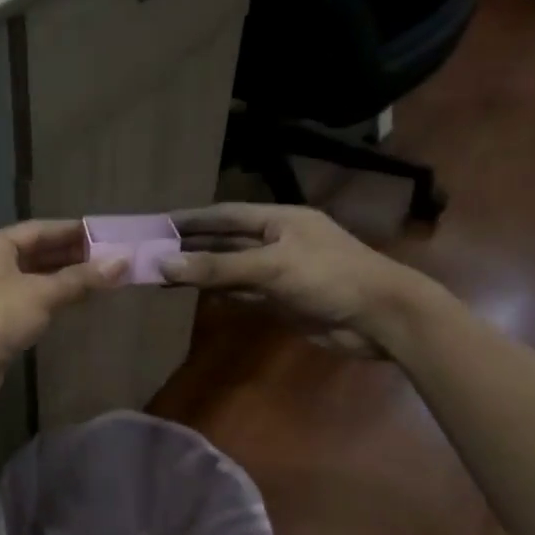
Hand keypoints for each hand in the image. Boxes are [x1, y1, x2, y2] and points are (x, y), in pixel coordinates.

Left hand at [0, 222, 127, 406]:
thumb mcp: (42, 293)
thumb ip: (81, 278)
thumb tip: (123, 261)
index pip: (39, 229)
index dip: (73, 231)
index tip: (106, 234)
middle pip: (36, 252)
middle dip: (72, 256)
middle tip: (110, 258)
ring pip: (33, 278)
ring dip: (64, 279)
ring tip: (101, 279)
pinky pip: (29, 300)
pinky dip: (52, 299)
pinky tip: (75, 302)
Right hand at [160, 203, 435, 355]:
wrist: (382, 319)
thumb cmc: (330, 278)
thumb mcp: (270, 267)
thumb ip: (218, 268)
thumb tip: (164, 265)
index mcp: (279, 220)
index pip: (226, 214)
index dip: (192, 219)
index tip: (157, 224)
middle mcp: (278, 242)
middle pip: (226, 241)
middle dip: (192, 247)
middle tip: (152, 252)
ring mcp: (280, 273)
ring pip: (232, 269)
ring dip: (202, 271)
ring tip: (163, 273)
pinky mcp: (283, 301)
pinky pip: (244, 293)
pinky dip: (221, 292)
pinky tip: (196, 293)